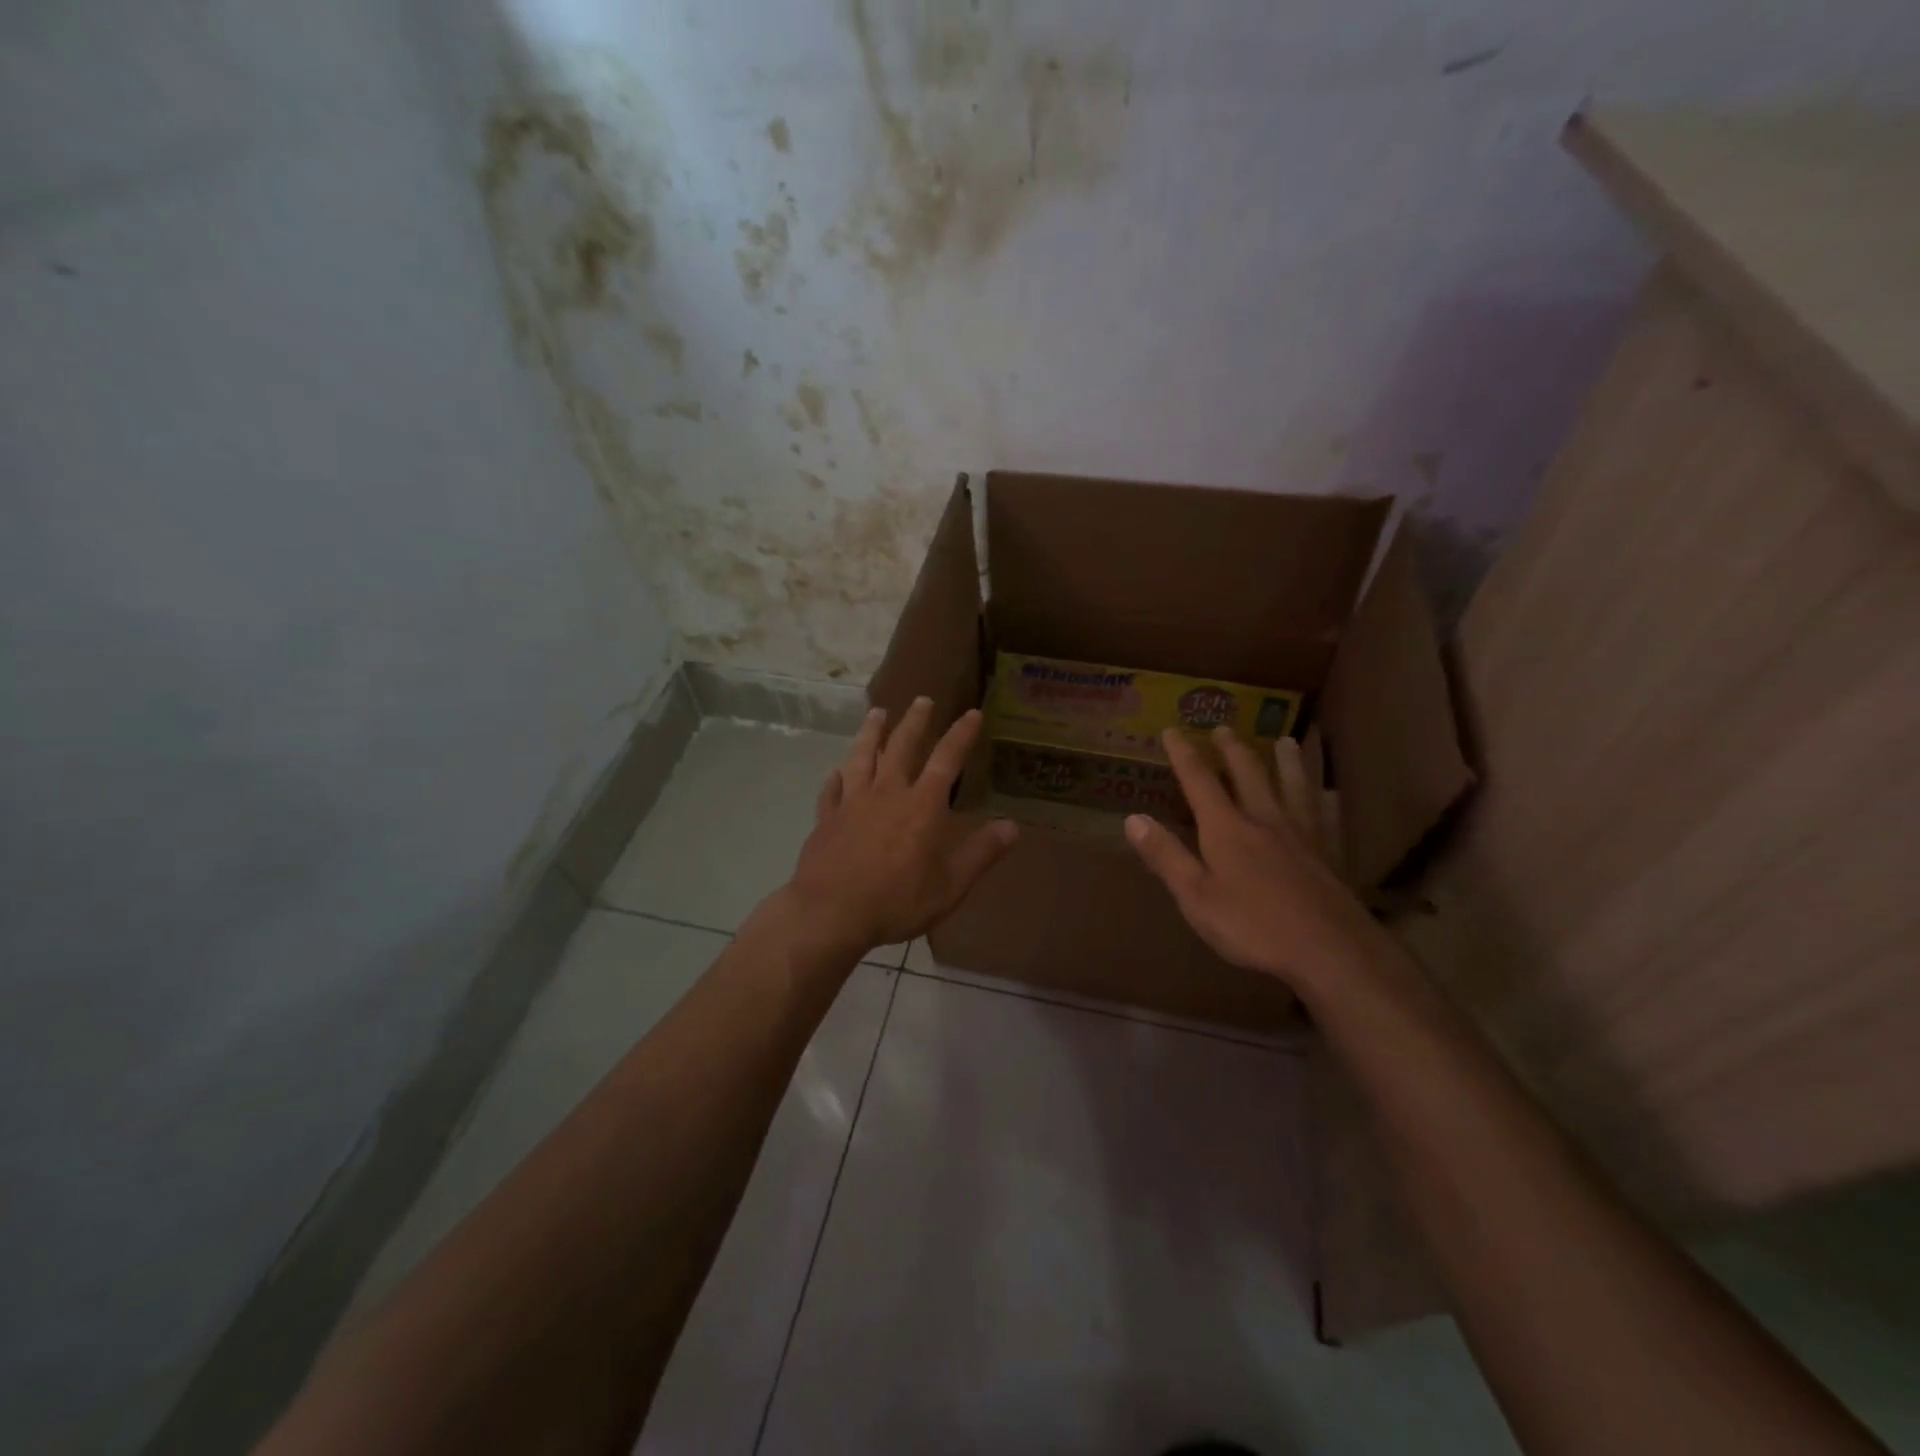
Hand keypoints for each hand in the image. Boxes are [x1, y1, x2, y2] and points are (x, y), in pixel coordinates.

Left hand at [783, 699, 1018, 954]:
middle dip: (915, 721)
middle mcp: (887, 793)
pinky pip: (831, 790)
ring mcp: (852, 802)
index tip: (972, 713)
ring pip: (862, 757)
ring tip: (877, 713)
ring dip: (872, 733)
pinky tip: (835, 771)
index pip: (947, 760)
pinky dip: (835, 777)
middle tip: (921, 699)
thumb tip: (1012, 827)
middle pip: (901, 746)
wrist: (830, 913)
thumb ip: (980, 853)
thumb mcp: (950, 885)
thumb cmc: (896, 900)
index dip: (961, 735)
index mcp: (922, 806)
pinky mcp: (826, 818)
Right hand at [1125, 727, 1383, 989]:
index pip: (1200, 782)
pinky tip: (1330, 793)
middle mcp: (1265, 820)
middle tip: (1224, 727)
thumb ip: (1166, 856)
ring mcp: (1303, 836)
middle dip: (1232, 750)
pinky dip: (1326, 800)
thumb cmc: (1253, 926)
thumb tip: (1132, 819)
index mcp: (1227, 829)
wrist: (1330, 950)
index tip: (1172, 730)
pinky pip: (1328, 817)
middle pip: (1249, 775)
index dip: (1184, 755)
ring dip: (1286, 762)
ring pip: (1294, 787)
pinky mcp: (1331, 855)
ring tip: (1285, 740)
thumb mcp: (1195, 897)